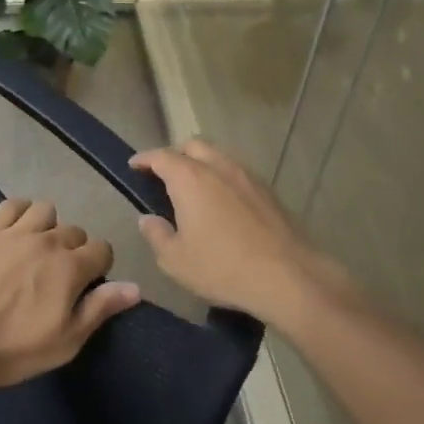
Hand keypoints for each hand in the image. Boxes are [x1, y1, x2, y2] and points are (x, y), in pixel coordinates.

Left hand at [0, 199, 140, 388]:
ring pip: (46, 211)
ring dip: (48, 227)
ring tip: (35, 250)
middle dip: (74, 250)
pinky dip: (20, 213)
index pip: (102, 249)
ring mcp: (14, 231)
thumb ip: (100, 309)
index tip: (86, 285)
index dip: (98, 266)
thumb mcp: (64, 342)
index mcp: (70, 267)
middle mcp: (47, 241)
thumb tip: (135, 287)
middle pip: (75, 231)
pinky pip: (12, 204)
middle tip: (56, 276)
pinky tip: (14, 231)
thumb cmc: (11, 350)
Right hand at [130, 139, 334, 324]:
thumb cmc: (223, 268)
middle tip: (163, 177)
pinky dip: (222, 179)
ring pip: (218, 157)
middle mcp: (218, 167)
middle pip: (192, 146)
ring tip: (193, 191)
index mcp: (190, 178)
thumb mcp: (175, 261)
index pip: (161, 156)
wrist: (289, 276)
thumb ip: (156, 235)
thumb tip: (148, 219)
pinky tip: (222, 205)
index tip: (134, 166)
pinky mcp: (267, 191)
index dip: (144, 159)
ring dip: (201, 165)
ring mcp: (247, 176)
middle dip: (174, 156)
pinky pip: (237, 173)